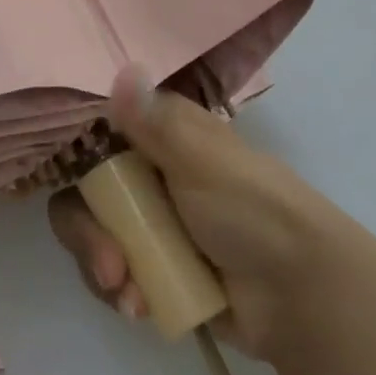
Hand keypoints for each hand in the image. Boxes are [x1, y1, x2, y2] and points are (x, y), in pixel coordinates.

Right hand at [48, 72, 334, 358]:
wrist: (302, 299)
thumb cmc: (253, 211)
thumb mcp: (203, 160)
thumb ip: (155, 122)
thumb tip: (123, 66)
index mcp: (155, 131)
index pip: (91, 130)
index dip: (74, 156)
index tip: (72, 184)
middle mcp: (143, 169)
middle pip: (83, 188)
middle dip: (86, 229)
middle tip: (109, 264)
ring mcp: (146, 221)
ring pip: (90, 231)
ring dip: (100, 264)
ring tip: (126, 294)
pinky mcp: (152, 267)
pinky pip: (110, 272)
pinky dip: (119, 290)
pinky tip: (139, 308)